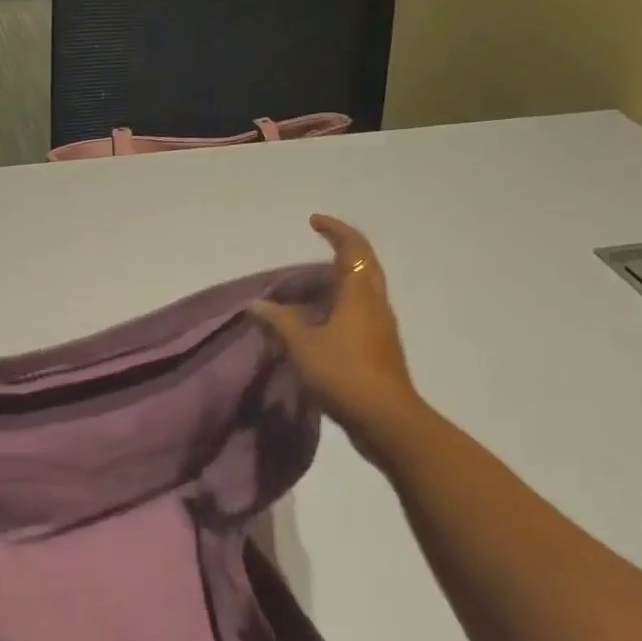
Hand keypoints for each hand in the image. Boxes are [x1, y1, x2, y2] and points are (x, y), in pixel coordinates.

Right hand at [250, 215, 422, 455]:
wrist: (385, 419)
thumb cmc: (344, 374)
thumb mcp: (303, 346)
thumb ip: (279, 322)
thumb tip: (256, 305)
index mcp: (360, 295)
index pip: (352, 249)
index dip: (334, 231)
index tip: (313, 221)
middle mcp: (375, 304)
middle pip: (364, 266)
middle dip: (341, 250)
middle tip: (314, 247)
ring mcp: (380, 327)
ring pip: (362, 291)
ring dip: (338, 280)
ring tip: (308, 286)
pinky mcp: (378, 348)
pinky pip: (358, 313)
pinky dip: (337, 305)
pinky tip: (316, 322)